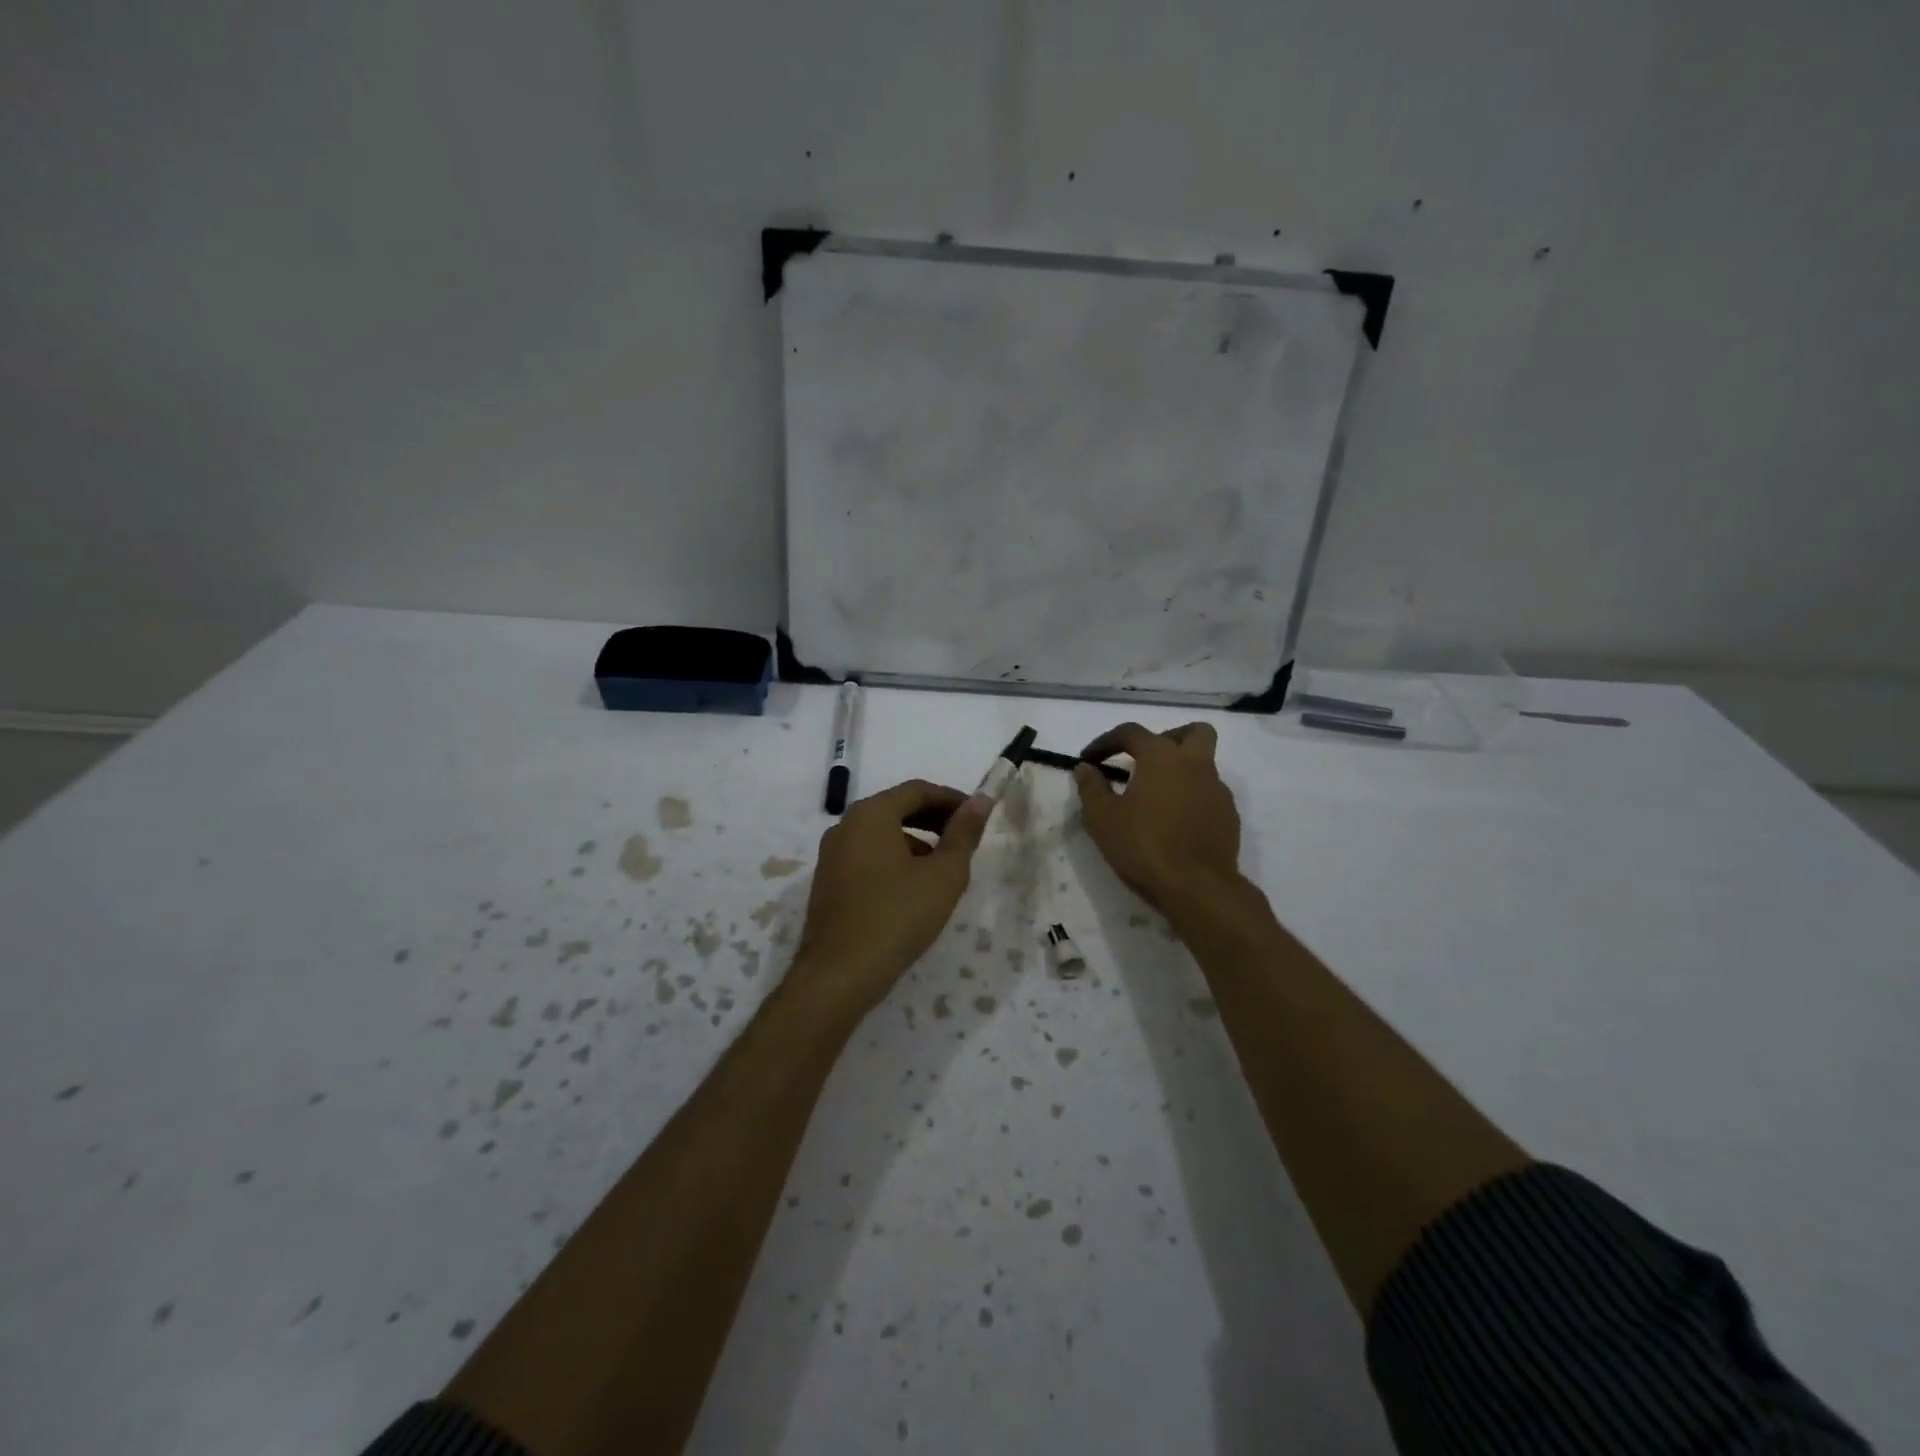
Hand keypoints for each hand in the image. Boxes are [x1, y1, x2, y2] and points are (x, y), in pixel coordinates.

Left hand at [790, 779, 990, 1015]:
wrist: (838, 975)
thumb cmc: (897, 917)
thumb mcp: (944, 875)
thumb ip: (964, 834)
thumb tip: (982, 799)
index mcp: (871, 815)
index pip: (917, 790)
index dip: (952, 799)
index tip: (978, 815)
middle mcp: (845, 826)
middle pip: (896, 808)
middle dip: (934, 818)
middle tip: (965, 838)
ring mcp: (831, 855)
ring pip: (881, 834)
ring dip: (915, 840)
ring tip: (943, 867)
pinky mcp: (828, 882)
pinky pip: (867, 856)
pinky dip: (894, 859)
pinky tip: (913, 889)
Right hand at [1074, 722, 1242, 911]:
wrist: (1198, 887)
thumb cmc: (1143, 845)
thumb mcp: (1102, 818)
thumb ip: (1091, 788)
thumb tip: (1085, 768)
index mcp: (1162, 756)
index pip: (1131, 732)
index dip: (1106, 741)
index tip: (1090, 759)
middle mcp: (1196, 764)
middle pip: (1191, 732)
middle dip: (1167, 738)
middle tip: (1144, 761)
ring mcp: (1217, 790)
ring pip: (1203, 764)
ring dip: (1181, 771)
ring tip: (1156, 798)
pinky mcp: (1229, 816)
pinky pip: (1209, 794)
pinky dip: (1192, 797)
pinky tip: (1175, 822)